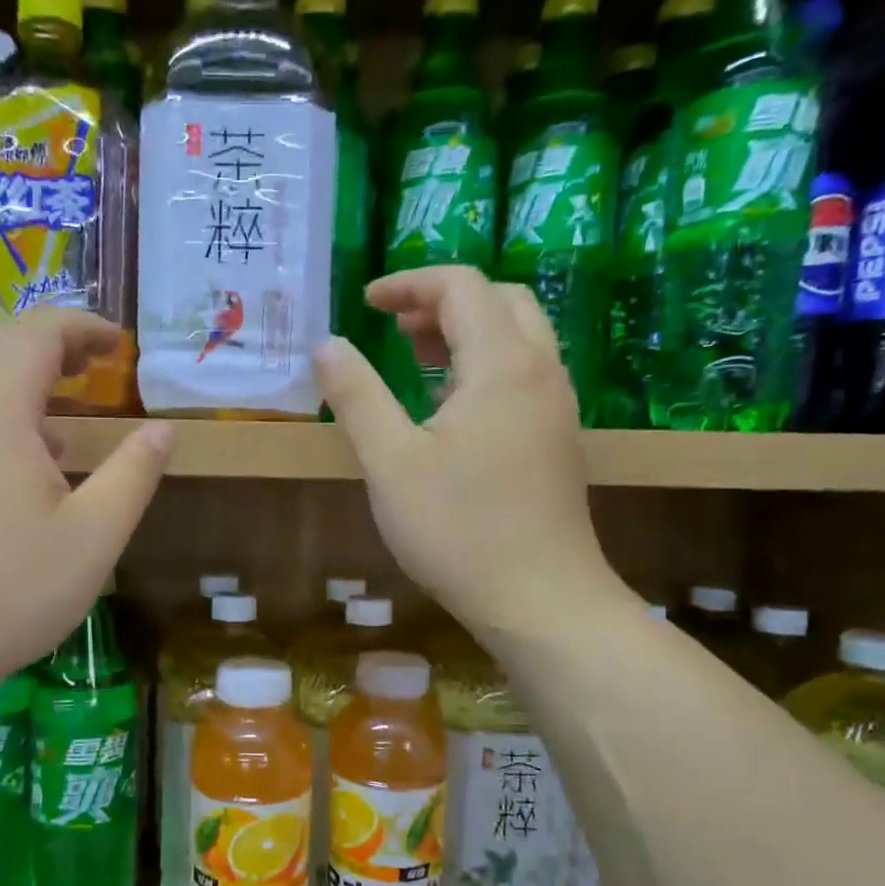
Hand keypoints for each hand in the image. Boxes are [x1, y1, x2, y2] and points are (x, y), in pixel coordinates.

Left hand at [0, 309, 170, 694]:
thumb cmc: (8, 590)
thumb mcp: (94, 536)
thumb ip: (133, 473)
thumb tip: (163, 430)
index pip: (38, 332)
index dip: (83, 327)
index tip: (120, 345)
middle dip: (47, 342)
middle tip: (91, 368)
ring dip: (14, 374)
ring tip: (59, 418)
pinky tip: (13, 464)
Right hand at [314, 267, 626, 634]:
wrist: (540, 600)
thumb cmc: (458, 530)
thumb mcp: (390, 462)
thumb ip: (356, 396)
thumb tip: (326, 344)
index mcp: (502, 365)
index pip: (462, 287)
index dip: (409, 284)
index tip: (366, 304)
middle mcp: (540, 372)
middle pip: (501, 300)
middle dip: (443, 300)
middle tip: (395, 327)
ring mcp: (557, 407)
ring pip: (518, 337)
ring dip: (467, 330)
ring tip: (415, 356)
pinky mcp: (558, 439)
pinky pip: (524, 373)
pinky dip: (484, 364)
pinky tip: (449, 406)